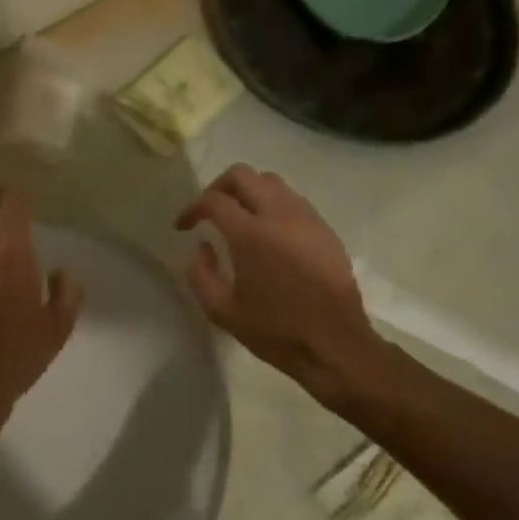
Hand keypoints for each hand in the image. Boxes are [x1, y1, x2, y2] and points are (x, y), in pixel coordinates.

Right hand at [175, 165, 393, 409]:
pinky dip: (272, 205)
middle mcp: (279, 215)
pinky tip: (268, 233)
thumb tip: (203, 248)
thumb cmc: (275, 331)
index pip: (214, 200)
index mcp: (251, 234)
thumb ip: (201, 274)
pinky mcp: (325, 229)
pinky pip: (293, 200)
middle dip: (218, 187)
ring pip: (271, 182)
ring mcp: (307, 219)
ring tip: (238, 218)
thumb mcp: (222, 311)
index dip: (192, 209)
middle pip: (243, 175)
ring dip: (248, 192)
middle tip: (209, 211)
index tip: (183, 226)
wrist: (335, 344)